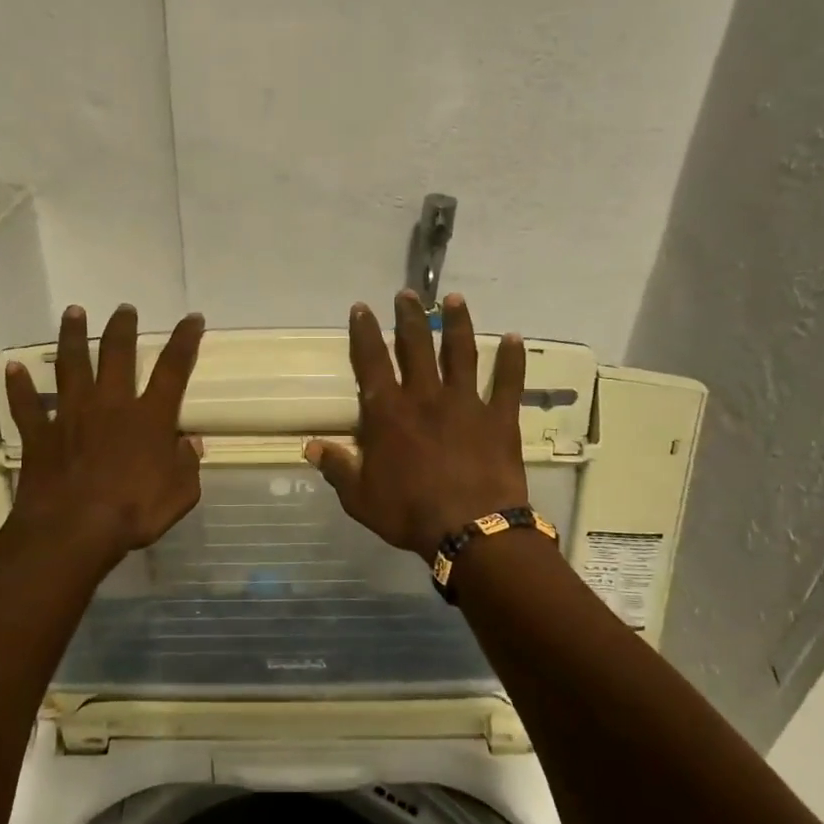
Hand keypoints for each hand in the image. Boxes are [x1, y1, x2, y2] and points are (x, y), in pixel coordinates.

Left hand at [5, 304, 205, 565]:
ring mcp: (72, 416)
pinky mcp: (40, 434)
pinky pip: (26, 405)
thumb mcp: (180, 495)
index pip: (173, 369)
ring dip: (73, 336)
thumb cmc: (133, 513)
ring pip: (72, 366)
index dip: (185, 341)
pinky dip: (18, 387)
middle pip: (118, 354)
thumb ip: (188, 465)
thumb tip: (190, 443)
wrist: (73, 531)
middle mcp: (111, 405)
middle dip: (123, 328)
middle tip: (124, 308)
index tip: (192, 318)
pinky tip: (11, 367)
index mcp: (149, 418)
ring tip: (74, 312)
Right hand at [305, 291, 529, 559]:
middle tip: (408, 294)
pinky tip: (513, 338)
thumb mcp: (360, 497)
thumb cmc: (409, 513)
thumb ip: (337, 468)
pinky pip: (508, 383)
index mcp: (388, 413)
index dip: (364, 333)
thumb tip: (310, 446)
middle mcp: (425, 397)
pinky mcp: (499, 418)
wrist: (470, 529)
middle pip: (416, 346)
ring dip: (457, 324)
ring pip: (461, 353)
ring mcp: (465, 403)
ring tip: (455, 299)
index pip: (371, 362)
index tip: (362, 308)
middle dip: (410, 317)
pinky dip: (511, 360)